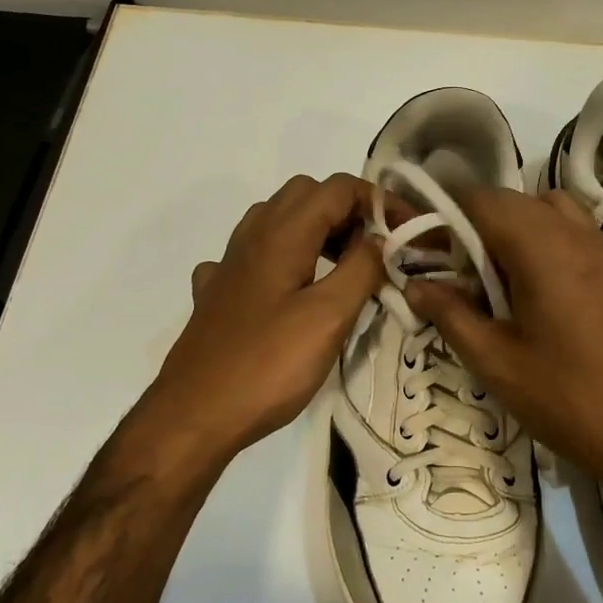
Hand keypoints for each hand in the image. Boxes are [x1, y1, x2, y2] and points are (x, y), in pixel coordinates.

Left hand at [142, 173, 383, 462]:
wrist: (194, 415)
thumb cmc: (268, 365)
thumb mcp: (329, 317)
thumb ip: (362, 268)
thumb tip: (382, 238)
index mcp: (282, 233)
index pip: (338, 187)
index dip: (379, 201)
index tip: (408, 234)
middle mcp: (252, 236)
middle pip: (307, 195)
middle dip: (349, 211)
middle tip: (376, 252)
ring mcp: (230, 264)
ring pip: (279, 221)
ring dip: (318, 231)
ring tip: (343, 270)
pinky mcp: (219, 294)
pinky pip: (256, 256)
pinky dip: (284, 259)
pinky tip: (289, 292)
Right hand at [403, 187, 602, 509]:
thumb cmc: (567, 399)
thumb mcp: (496, 361)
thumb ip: (451, 314)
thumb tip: (415, 285)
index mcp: (543, 247)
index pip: (483, 199)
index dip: (446, 214)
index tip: (426, 249)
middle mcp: (578, 234)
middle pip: (516, 201)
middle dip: (478, 224)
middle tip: (456, 270)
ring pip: (550, 211)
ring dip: (516, 230)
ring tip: (500, 280)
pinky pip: (576, 234)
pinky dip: (547, 243)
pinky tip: (539, 294)